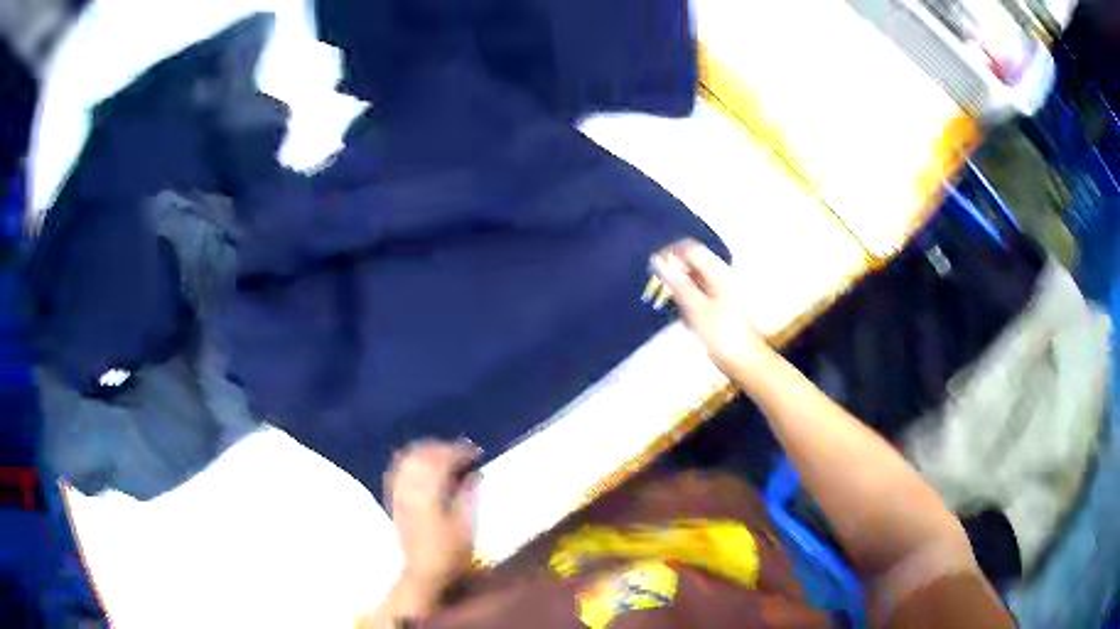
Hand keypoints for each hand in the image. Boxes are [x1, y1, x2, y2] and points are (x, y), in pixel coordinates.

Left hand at [384, 440, 480, 593]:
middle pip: (423, 454)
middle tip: (463, 452)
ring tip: (444, 455)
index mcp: (429, 492)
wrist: (421, 572)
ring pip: (409, 458)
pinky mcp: (393, 499)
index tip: (477, 453)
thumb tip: (474, 474)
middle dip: (444, 447)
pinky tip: (422, 466)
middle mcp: (410, 487)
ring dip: (427, 451)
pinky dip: (412, 461)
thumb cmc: (448, 553)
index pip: (443, 459)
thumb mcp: (465, 526)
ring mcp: (398, 492)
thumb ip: (468, 496)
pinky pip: (399, 469)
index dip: (461, 451)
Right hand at [651, 240, 773, 377]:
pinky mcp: (718, 307)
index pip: (691, 249)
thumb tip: (659, 261)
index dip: (671, 253)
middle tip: (659, 289)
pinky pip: (698, 295)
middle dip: (674, 272)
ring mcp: (720, 292)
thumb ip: (678, 283)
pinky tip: (684, 317)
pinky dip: (687, 301)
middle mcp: (721, 278)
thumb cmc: (722, 335)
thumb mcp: (697, 307)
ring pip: (694, 279)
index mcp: (719, 273)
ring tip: (670, 305)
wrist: (744, 362)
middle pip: (692, 262)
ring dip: (679, 288)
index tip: (654, 267)